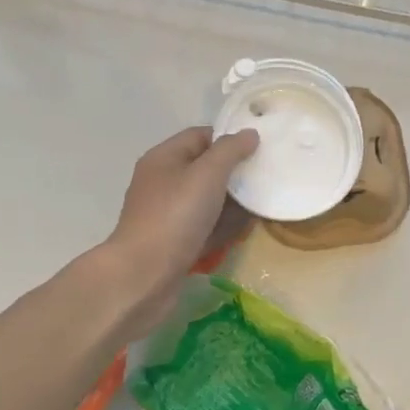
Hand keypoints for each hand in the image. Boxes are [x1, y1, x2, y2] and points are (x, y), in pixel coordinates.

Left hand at [103, 126, 257, 337]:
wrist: (143, 276)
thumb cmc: (175, 216)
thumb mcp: (207, 174)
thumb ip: (230, 150)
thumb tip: (249, 134)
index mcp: (164, 158)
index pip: (200, 136)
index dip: (229, 138)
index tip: (259, 149)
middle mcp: (162, 182)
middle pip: (204, 169)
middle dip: (234, 173)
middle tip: (266, 178)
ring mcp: (166, 214)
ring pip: (206, 200)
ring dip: (231, 203)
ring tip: (262, 205)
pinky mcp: (173, 242)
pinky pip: (203, 226)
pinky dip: (222, 227)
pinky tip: (242, 231)